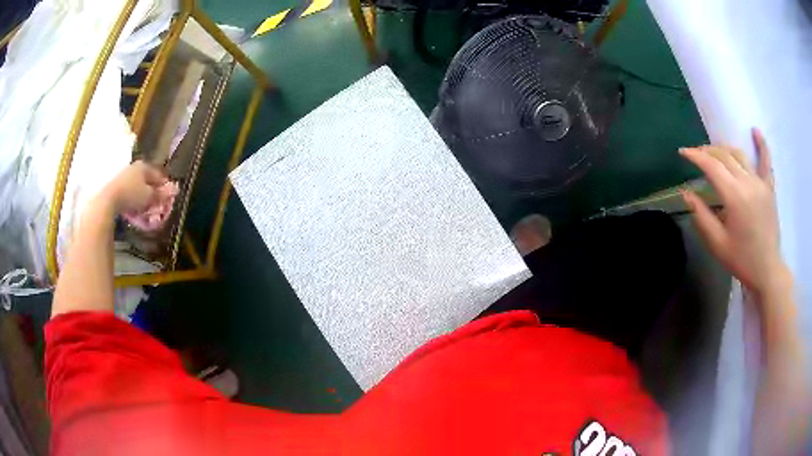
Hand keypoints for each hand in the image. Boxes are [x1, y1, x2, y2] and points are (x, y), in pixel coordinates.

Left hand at [98, 161, 167, 214]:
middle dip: (154, 196)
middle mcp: (134, 169)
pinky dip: (134, 204)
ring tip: (146, 214)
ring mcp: (124, 178)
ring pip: (138, 190)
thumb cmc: (131, 194)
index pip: (159, 176)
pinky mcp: (116, 188)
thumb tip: (175, 190)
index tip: (169, 199)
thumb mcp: (149, 196)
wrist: (108, 200)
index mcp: (144, 166)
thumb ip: (162, 194)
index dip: (165, 188)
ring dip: (143, 201)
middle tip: (158, 208)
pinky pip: (129, 196)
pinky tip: (135, 213)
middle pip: (148, 183)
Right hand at [680, 128, 787, 295]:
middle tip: (696, 155)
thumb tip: (687, 193)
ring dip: (725, 149)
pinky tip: (755, 131)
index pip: (711, 166)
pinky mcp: (769, 188)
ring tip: (715, 151)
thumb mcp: (717, 244)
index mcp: (734, 196)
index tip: (682, 152)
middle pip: (724, 156)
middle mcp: (747, 182)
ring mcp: (760, 183)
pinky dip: (761, 145)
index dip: (695, 156)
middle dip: (707, 152)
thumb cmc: (742, 260)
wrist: (767, 271)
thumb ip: (701, 216)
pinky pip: (766, 162)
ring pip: (740, 155)